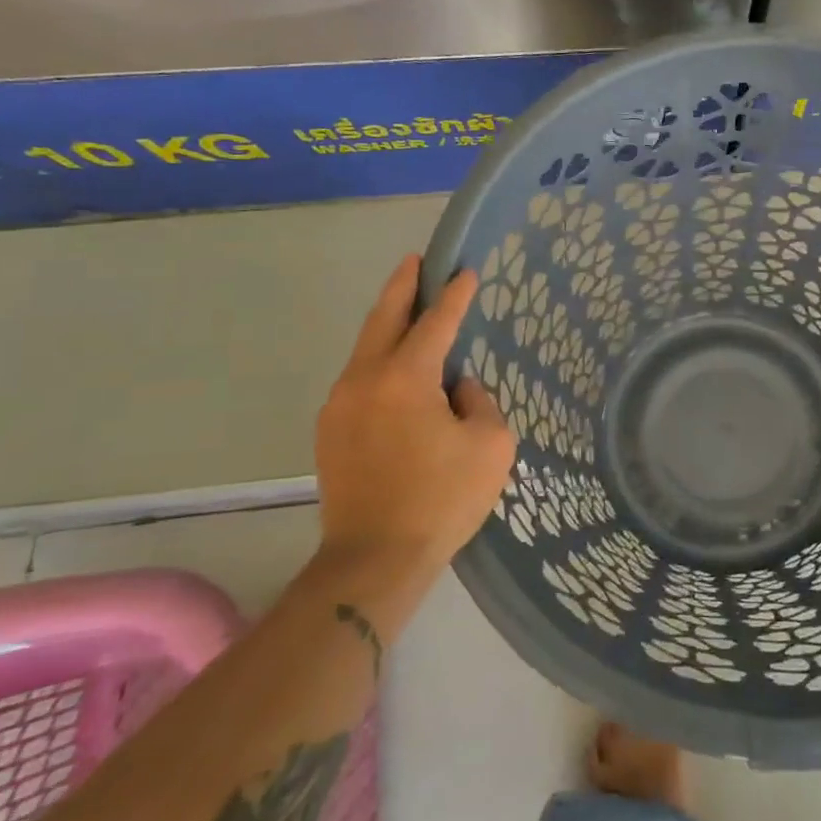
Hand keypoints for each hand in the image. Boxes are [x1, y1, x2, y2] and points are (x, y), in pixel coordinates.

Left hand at [313, 255, 515, 613]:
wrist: (373, 560)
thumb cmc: (442, 499)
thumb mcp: (490, 445)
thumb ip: (479, 402)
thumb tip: (458, 389)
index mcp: (405, 378)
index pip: (435, 322)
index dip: (455, 295)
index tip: (467, 271)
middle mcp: (364, 380)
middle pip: (383, 318)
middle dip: (402, 286)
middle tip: (417, 261)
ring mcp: (339, 406)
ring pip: (366, 348)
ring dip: (388, 323)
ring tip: (409, 309)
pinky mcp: (330, 432)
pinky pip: (359, 379)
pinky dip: (380, 359)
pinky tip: (398, 369)